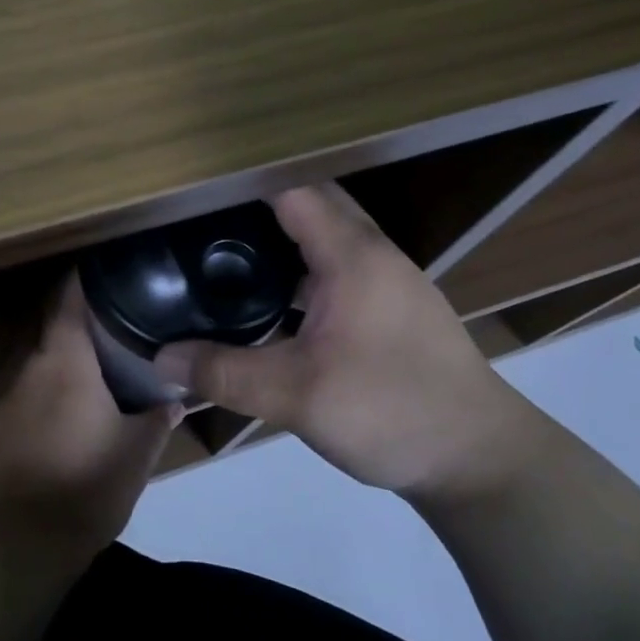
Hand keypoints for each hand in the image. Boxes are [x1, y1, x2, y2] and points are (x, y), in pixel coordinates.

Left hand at [0, 277, 180, 557]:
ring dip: (61, 361)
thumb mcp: (136, 455)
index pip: (69, 300)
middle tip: (113, 324)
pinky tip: (63, 415)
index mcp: (65, 361)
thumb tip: (174, 400)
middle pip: (52, 328)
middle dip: (78, 322)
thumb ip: (156, 420)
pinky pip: (24, 396)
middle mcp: (29, 368)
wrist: (15, 544)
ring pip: (37, 363)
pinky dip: (44, 394)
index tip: (105, 271)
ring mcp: (5, 398)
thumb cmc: (84, 485)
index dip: (84, 279)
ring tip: (93, 369)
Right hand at [153, 184, 545, 503]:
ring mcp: (387, 282)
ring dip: (281, 236)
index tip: (194, 186)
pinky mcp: (391, 310)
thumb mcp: (297, 397)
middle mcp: (373, 254)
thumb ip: (224, 373)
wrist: (479, 459)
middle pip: (311, 205)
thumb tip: (161, 359)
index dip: (243, 181)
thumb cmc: (391, 411)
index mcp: (352, 255)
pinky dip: (300, 269)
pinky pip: (337, 268)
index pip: (292, 189)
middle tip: (200, 218)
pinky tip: (270, 300)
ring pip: (326, 237)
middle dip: (258, 203)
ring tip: (224, 249)